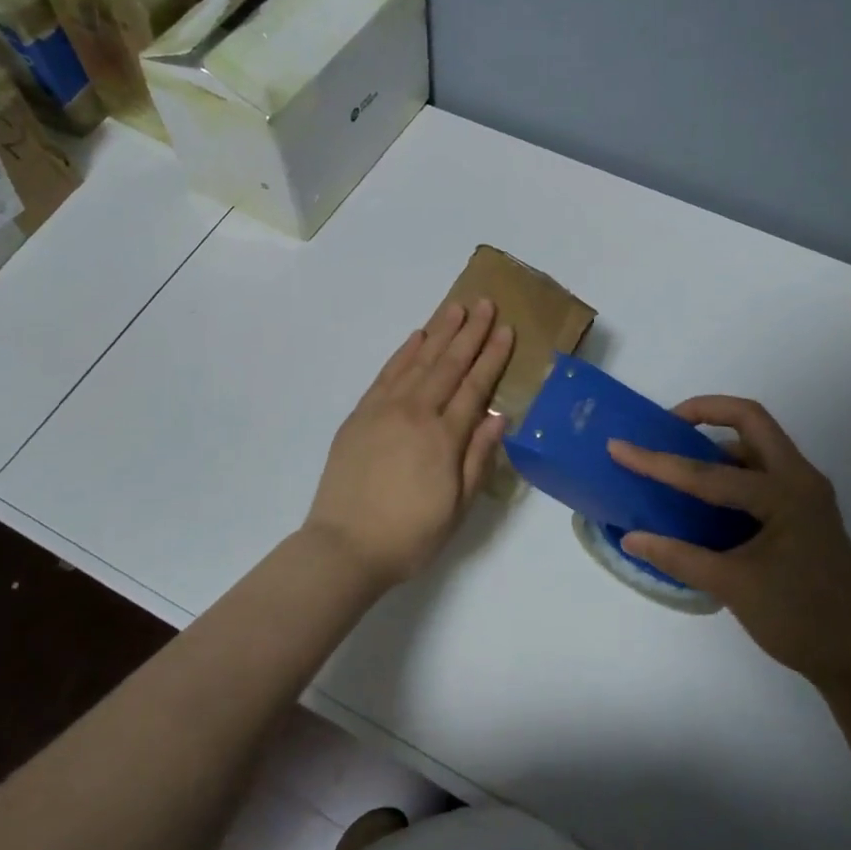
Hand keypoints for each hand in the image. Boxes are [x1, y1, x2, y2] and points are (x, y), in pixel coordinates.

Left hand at [304, 299, 514, 586]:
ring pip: (418, 360)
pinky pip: (387, 373)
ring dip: (439, 332)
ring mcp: (384, 409)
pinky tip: (417, 337)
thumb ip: (478, 458)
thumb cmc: (410, 535)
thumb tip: (499, 416)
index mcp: (444, 437)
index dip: (492, 356)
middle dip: (470, 332)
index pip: (475, 386)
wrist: (344, 546)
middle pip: (449, 364)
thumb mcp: (458, 507)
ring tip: (456, 308)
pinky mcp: (361, 414)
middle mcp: (416, 413)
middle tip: (485, 303)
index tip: (505, 329)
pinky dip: (404, 352)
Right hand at [609, 397, 850, 697]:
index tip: (618, 447)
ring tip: (678, 456)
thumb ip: (678, 557)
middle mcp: (800, 480)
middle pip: (751, 420)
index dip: (658, 462)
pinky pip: (763, 469)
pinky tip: (704, 493)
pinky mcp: (804, 510)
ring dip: (719, 439)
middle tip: (665, 426)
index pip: (708, 472)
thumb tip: (630, 537)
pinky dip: (731, 467)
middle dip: (705, 412)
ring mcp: (806, 493)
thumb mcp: (733, 587)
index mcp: (785, 494)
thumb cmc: (801, 620)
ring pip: (758, 443)